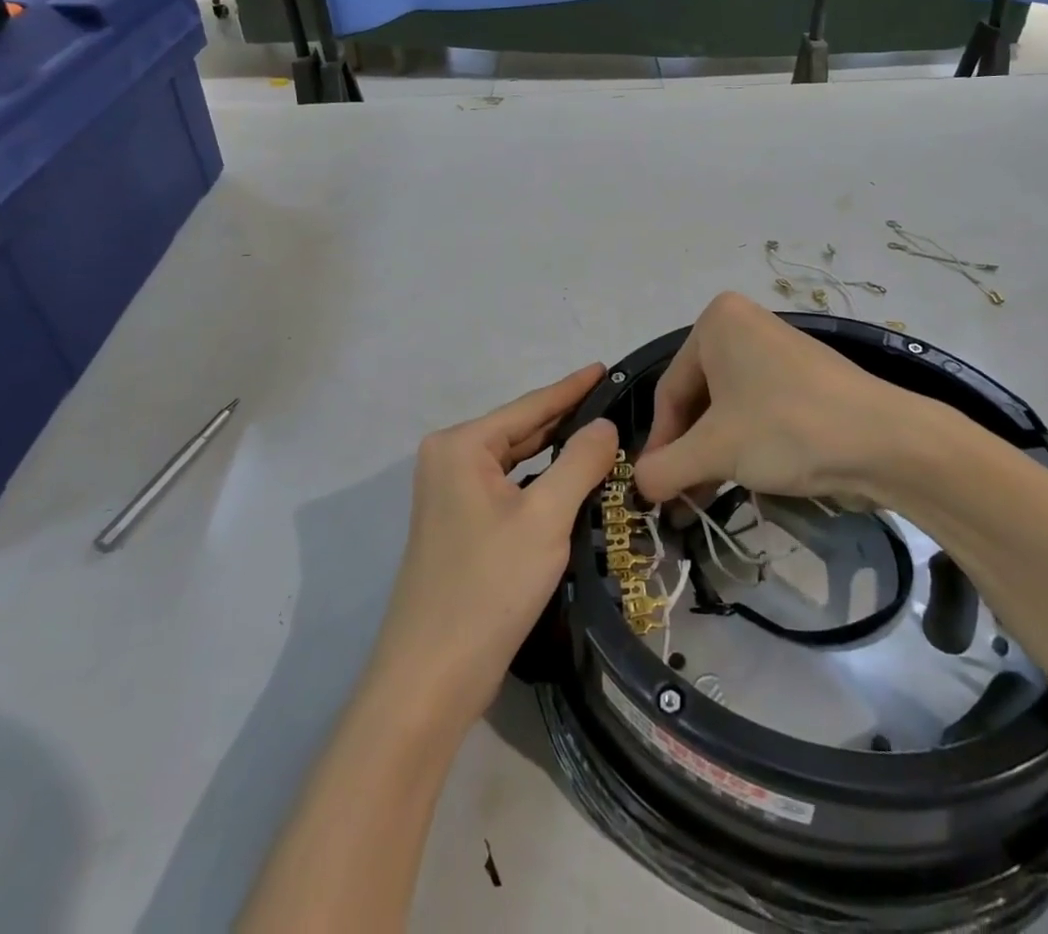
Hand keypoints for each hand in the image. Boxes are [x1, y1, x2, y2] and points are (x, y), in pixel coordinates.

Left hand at [367, 364, 617, 729]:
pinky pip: (509, 488)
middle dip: (567, 420)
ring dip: (557, 453)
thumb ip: (579, 463)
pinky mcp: (459, 527)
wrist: (430, 680)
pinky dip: (541, 482)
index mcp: (461, 446)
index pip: (529, 406)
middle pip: (521, 431)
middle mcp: (449, 460)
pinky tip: (572, 483)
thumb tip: (604, 425)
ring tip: (604, 438)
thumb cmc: (488, 587)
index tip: (607, 367)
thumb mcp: (545, 519)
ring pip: (516, 462)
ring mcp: (450, 495)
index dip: (572, 387)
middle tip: (617, 405)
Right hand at [633, 293, 970, 506]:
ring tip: (704, 499)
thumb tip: (638, 485)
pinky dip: (744, 444)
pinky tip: (742, 479)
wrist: (886, 440)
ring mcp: (776, 350)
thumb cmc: (786, 429)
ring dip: (713, 454)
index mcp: (716, 322)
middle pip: (697, 398)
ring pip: (727, 408)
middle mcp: (743, 325)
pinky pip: (757, 409)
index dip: (659, 444)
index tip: (655, 489)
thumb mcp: (715, 450)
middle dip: (688, 451)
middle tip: (680, 498)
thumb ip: (665, 468)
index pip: (669, 390)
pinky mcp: (802, 377)